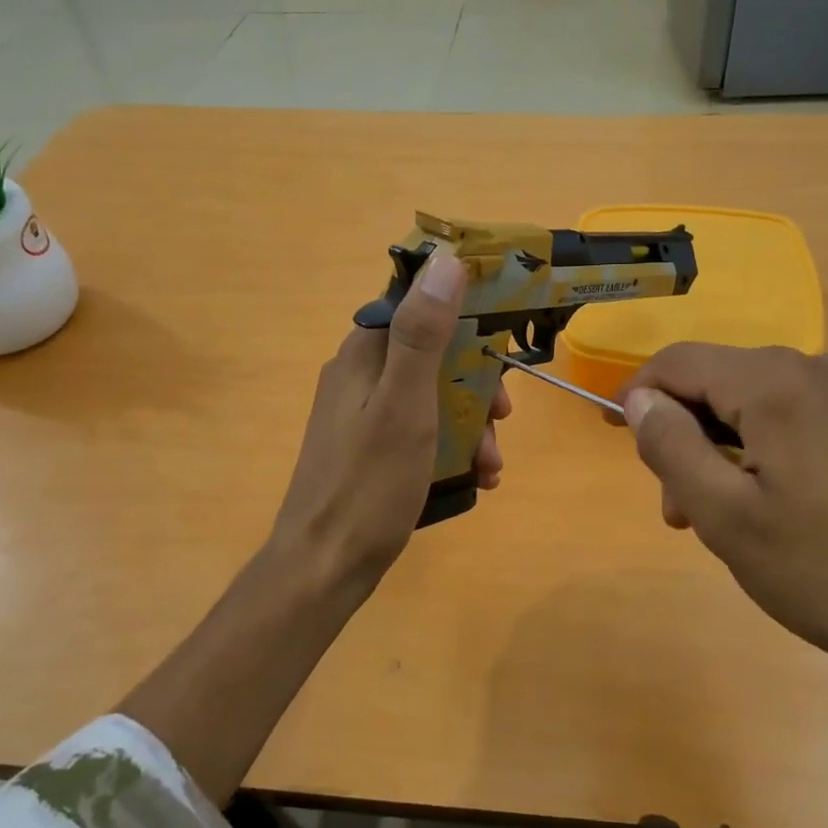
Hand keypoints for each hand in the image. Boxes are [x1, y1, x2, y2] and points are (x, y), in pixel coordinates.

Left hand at [268, 253, 510, 596]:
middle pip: (433, 356)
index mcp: (364, 353)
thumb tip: (446, 260)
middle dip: (476, 386)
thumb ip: (423, 333)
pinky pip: (420, 432)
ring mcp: (362, 415)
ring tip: (491, 465)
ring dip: (470, 424)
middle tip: (504, 418)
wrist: (323, 567)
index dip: (466, 318)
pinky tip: (476, 480)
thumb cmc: (368, 483)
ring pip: (431, 398)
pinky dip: (450, 448)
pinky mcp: (370, 450)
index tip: (502, 347)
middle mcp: (360, 375)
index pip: (419, 306)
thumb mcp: (405, 404)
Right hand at [620, 344, 827, 692]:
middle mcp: (822, 368)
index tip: (619, 439)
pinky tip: (782, 506)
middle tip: (680, 510)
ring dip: (727, 449)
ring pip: (762, 403)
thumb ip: (670, 446)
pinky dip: (771, 449)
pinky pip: (804, 417)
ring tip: (728, 520)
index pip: (680, 362)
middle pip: (723, 382)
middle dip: (688, 436)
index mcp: (778, 384)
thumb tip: (640, 399)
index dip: (639, 394)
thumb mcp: (725, 517)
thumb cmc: (827, 574)